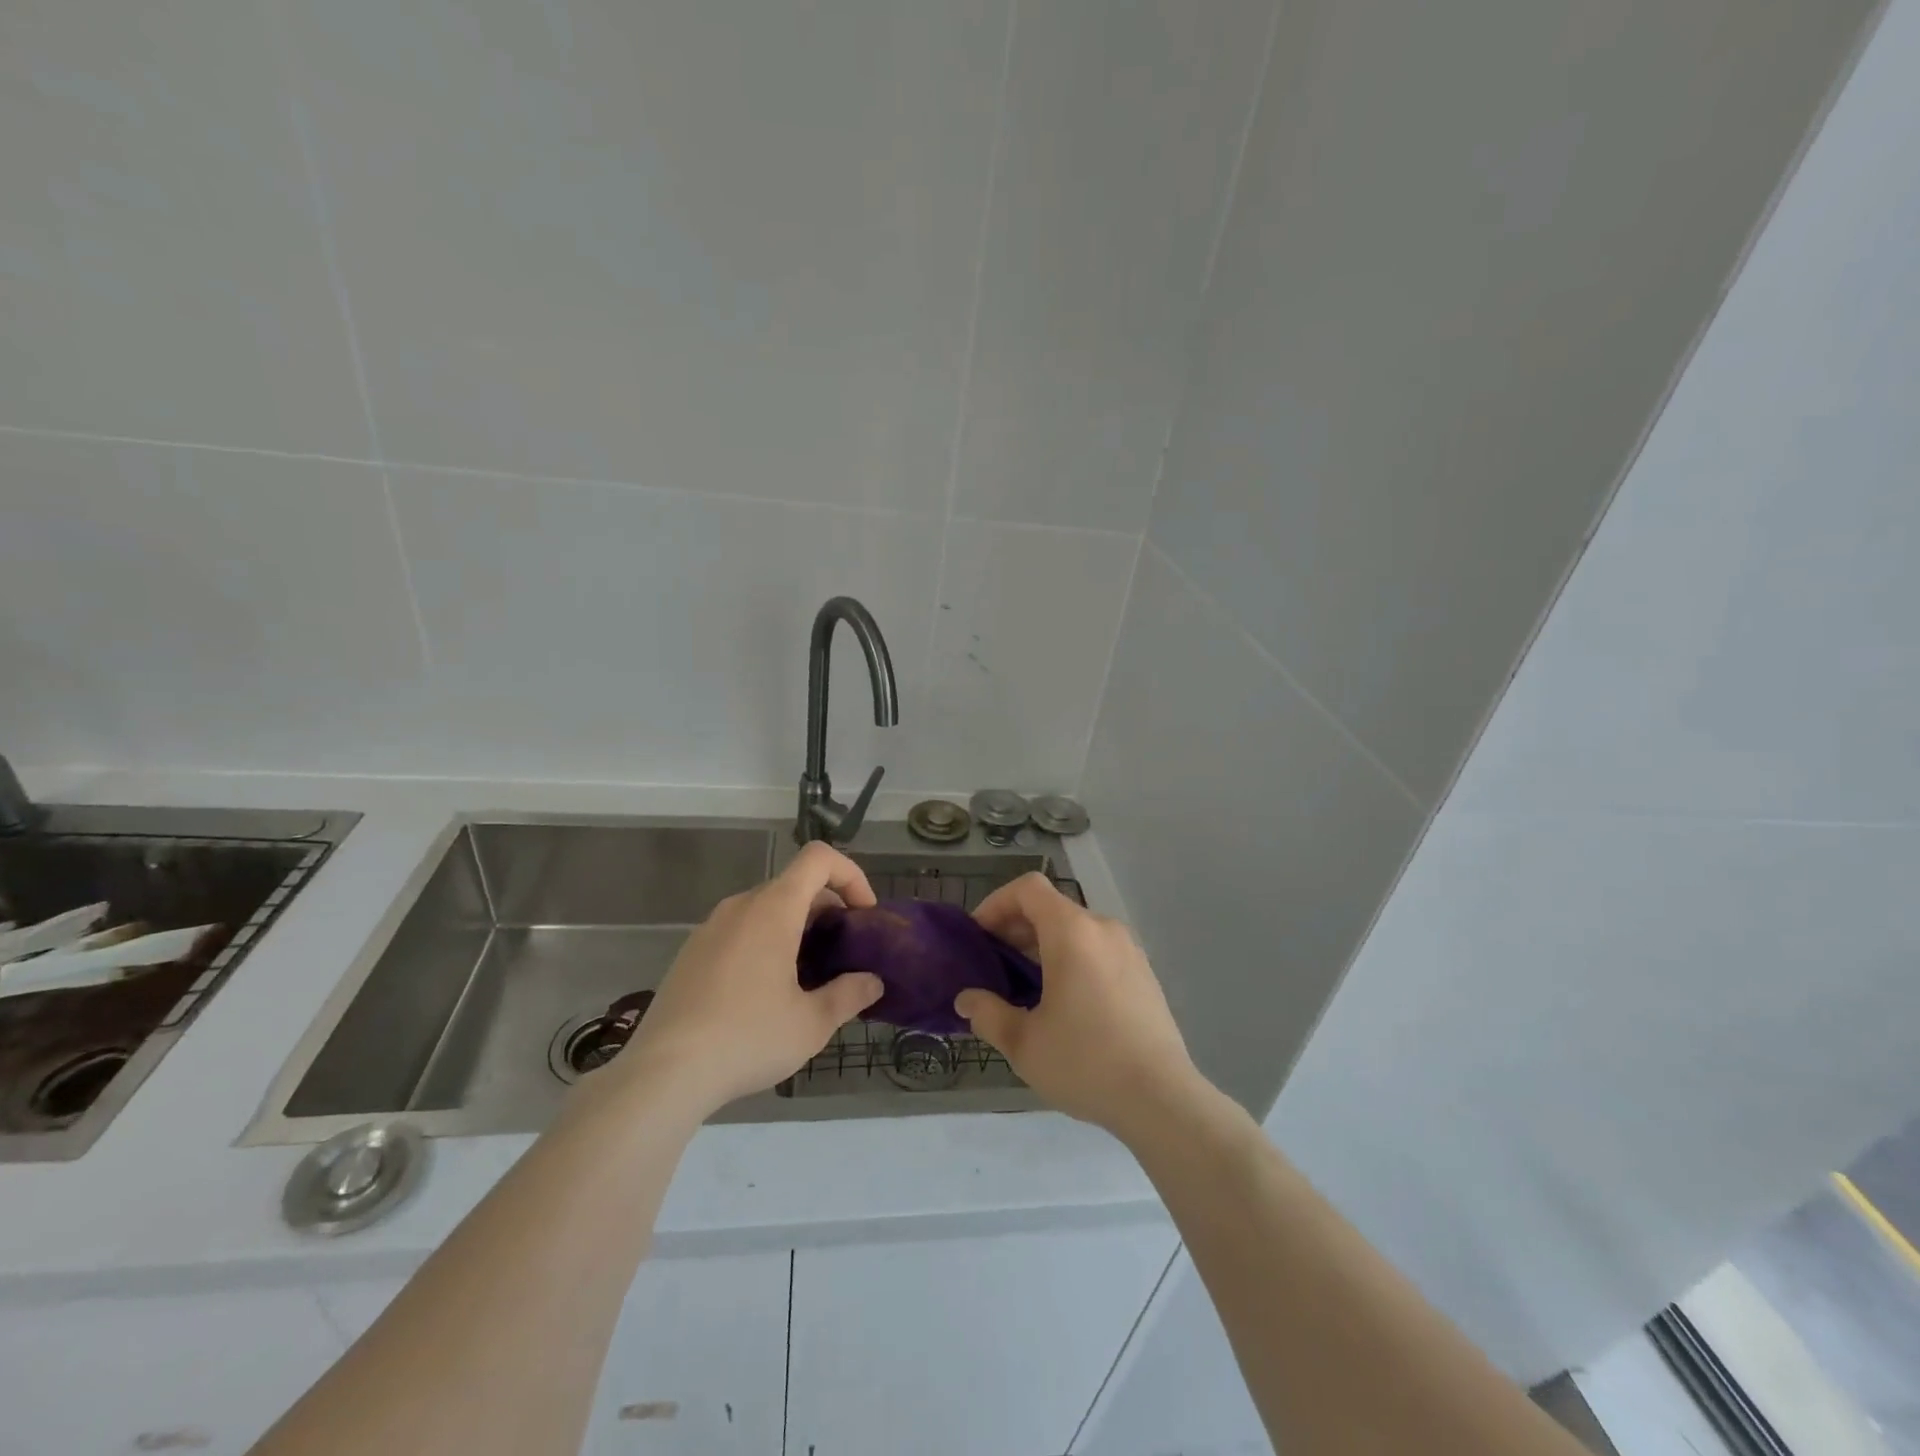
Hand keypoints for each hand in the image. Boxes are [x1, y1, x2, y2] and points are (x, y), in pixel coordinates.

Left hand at [617, 842, 884, 1119]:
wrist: (663, 1073)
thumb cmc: (747, 1038)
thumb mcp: (812, 1024)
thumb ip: (849, 995)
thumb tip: (872, 982)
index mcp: (773, 909)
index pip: (818, 858)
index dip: (851, 875)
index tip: (864, 917)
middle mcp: (740, 906)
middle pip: (795, 885)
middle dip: (828, 910)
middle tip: (843, 955)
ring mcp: (710, 927)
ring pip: (766, 909)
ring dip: (797, 928)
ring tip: (808, 978)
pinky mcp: (691, 952)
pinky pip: (740, 930)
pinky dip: (766, 942)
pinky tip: (765, 994)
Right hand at [957, 873, 1202, 1141]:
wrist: (1162, 1099)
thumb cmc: (1085, 1062)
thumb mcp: (1023, 1043)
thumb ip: (988, 1014)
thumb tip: (966, 1000)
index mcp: (1072, 932)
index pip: (1028, 888)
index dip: (996, 903)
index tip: (978, 936)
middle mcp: (1103, 929)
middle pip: (1051, 908)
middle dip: (1016, 928)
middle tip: (993, 965)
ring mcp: (1129, 950)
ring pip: (1076, 930)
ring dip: (1044, 946)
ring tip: (1025, 987)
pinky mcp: (1143, 974)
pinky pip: (1098, 950)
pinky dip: (1072, 959)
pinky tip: (1064, 1003)